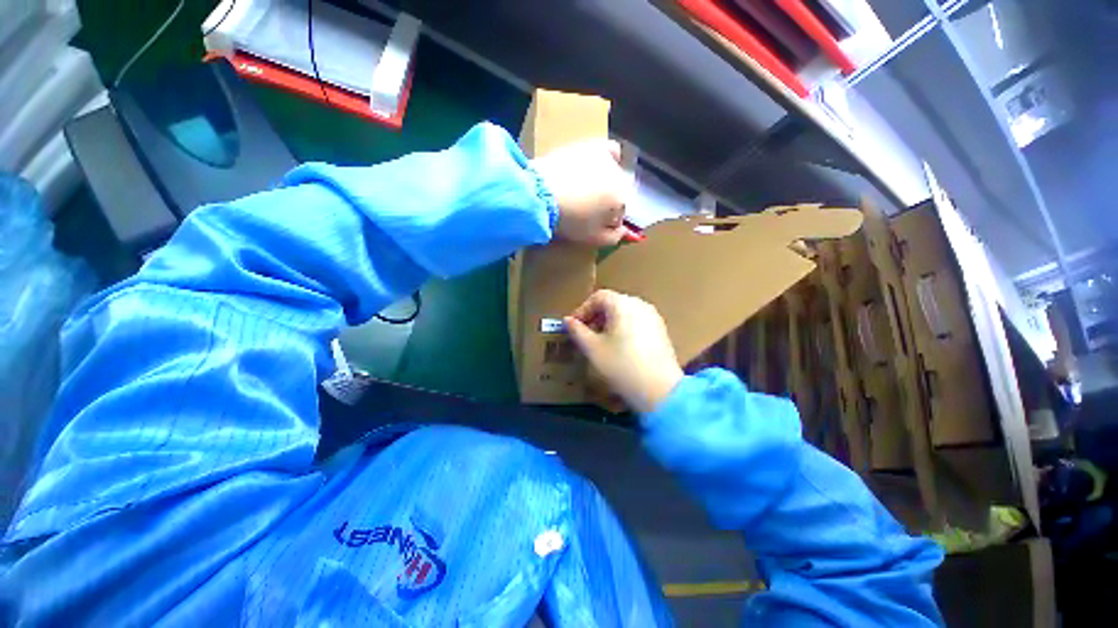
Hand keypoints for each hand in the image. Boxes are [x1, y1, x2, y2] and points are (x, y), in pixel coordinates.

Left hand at [531, 139, 633, 245]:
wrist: (541, 194)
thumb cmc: (569, 220)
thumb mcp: (592, 238)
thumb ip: (614, 237)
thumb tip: (623, 232)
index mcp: (622, 201)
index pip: (621, 214)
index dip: (608, 222)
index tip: (595, 225)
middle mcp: (620, 178)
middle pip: (617, 194)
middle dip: (607, 203)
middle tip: (587, 209)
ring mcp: (607, 160)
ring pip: (614, 175)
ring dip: (605, 184)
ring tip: (585, 191)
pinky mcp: (592, 147)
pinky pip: (611, 150)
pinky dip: (610, 158)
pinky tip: (599, 167)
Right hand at [564, 289, 683, 413]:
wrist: (661, 390)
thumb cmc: (621, 366)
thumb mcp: (593, 349)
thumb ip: (577, 331)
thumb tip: (568, 320)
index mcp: (623, 304)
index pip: (598, 297)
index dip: (582, 309)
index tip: (573, 326)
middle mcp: (640, 304)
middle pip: (612, 303)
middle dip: (595, 316)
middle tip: (584, 334)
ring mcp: (653, 316)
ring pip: (624, 313)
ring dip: (608, 323)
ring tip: (599, 342)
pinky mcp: (660, 330)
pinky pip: (636, 322)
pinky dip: (623, 328)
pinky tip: (619, 347)